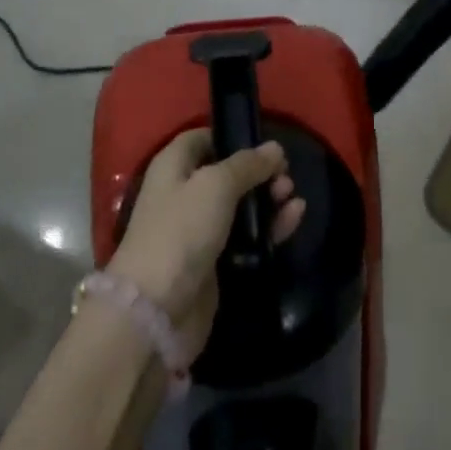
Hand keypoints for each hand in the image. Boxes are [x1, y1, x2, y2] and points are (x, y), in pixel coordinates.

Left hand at [108, 129, 305, 354]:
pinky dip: (269, 227)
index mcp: (173, 166)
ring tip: (292, 197)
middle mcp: (184, 194)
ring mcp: (198, 231)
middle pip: (227, 173)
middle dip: (259, 172)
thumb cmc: (181, 231)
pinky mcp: (214, 263)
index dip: (231, 136)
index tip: (264, 142)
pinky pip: (247, 237)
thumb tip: (275, 148)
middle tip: (286, 176)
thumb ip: (248, 164)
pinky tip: (294, 218)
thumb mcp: (216, 185)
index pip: (203, 138)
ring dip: (268, 199)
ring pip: (240, 206)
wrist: (156, 312)